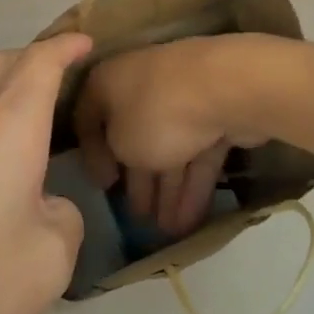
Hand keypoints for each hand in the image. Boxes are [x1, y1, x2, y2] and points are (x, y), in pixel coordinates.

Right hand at [73, 35, 274, 238]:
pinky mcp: (214, 115)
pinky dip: (192, 185)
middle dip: (138, 180)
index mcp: (108, 81)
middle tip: (138, 218)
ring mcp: (180, 97)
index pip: (88, 118)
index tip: (103, 187)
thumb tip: (125, 157)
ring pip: (168, 148)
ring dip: (167, 191)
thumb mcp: (119, 143)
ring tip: (167, 231)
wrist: (225, 89)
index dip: (92, 155)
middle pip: (134, 136)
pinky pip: (196, 154)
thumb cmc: (156, 113)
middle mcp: (140, 83)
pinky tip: (189, 221)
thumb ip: (114, 154)